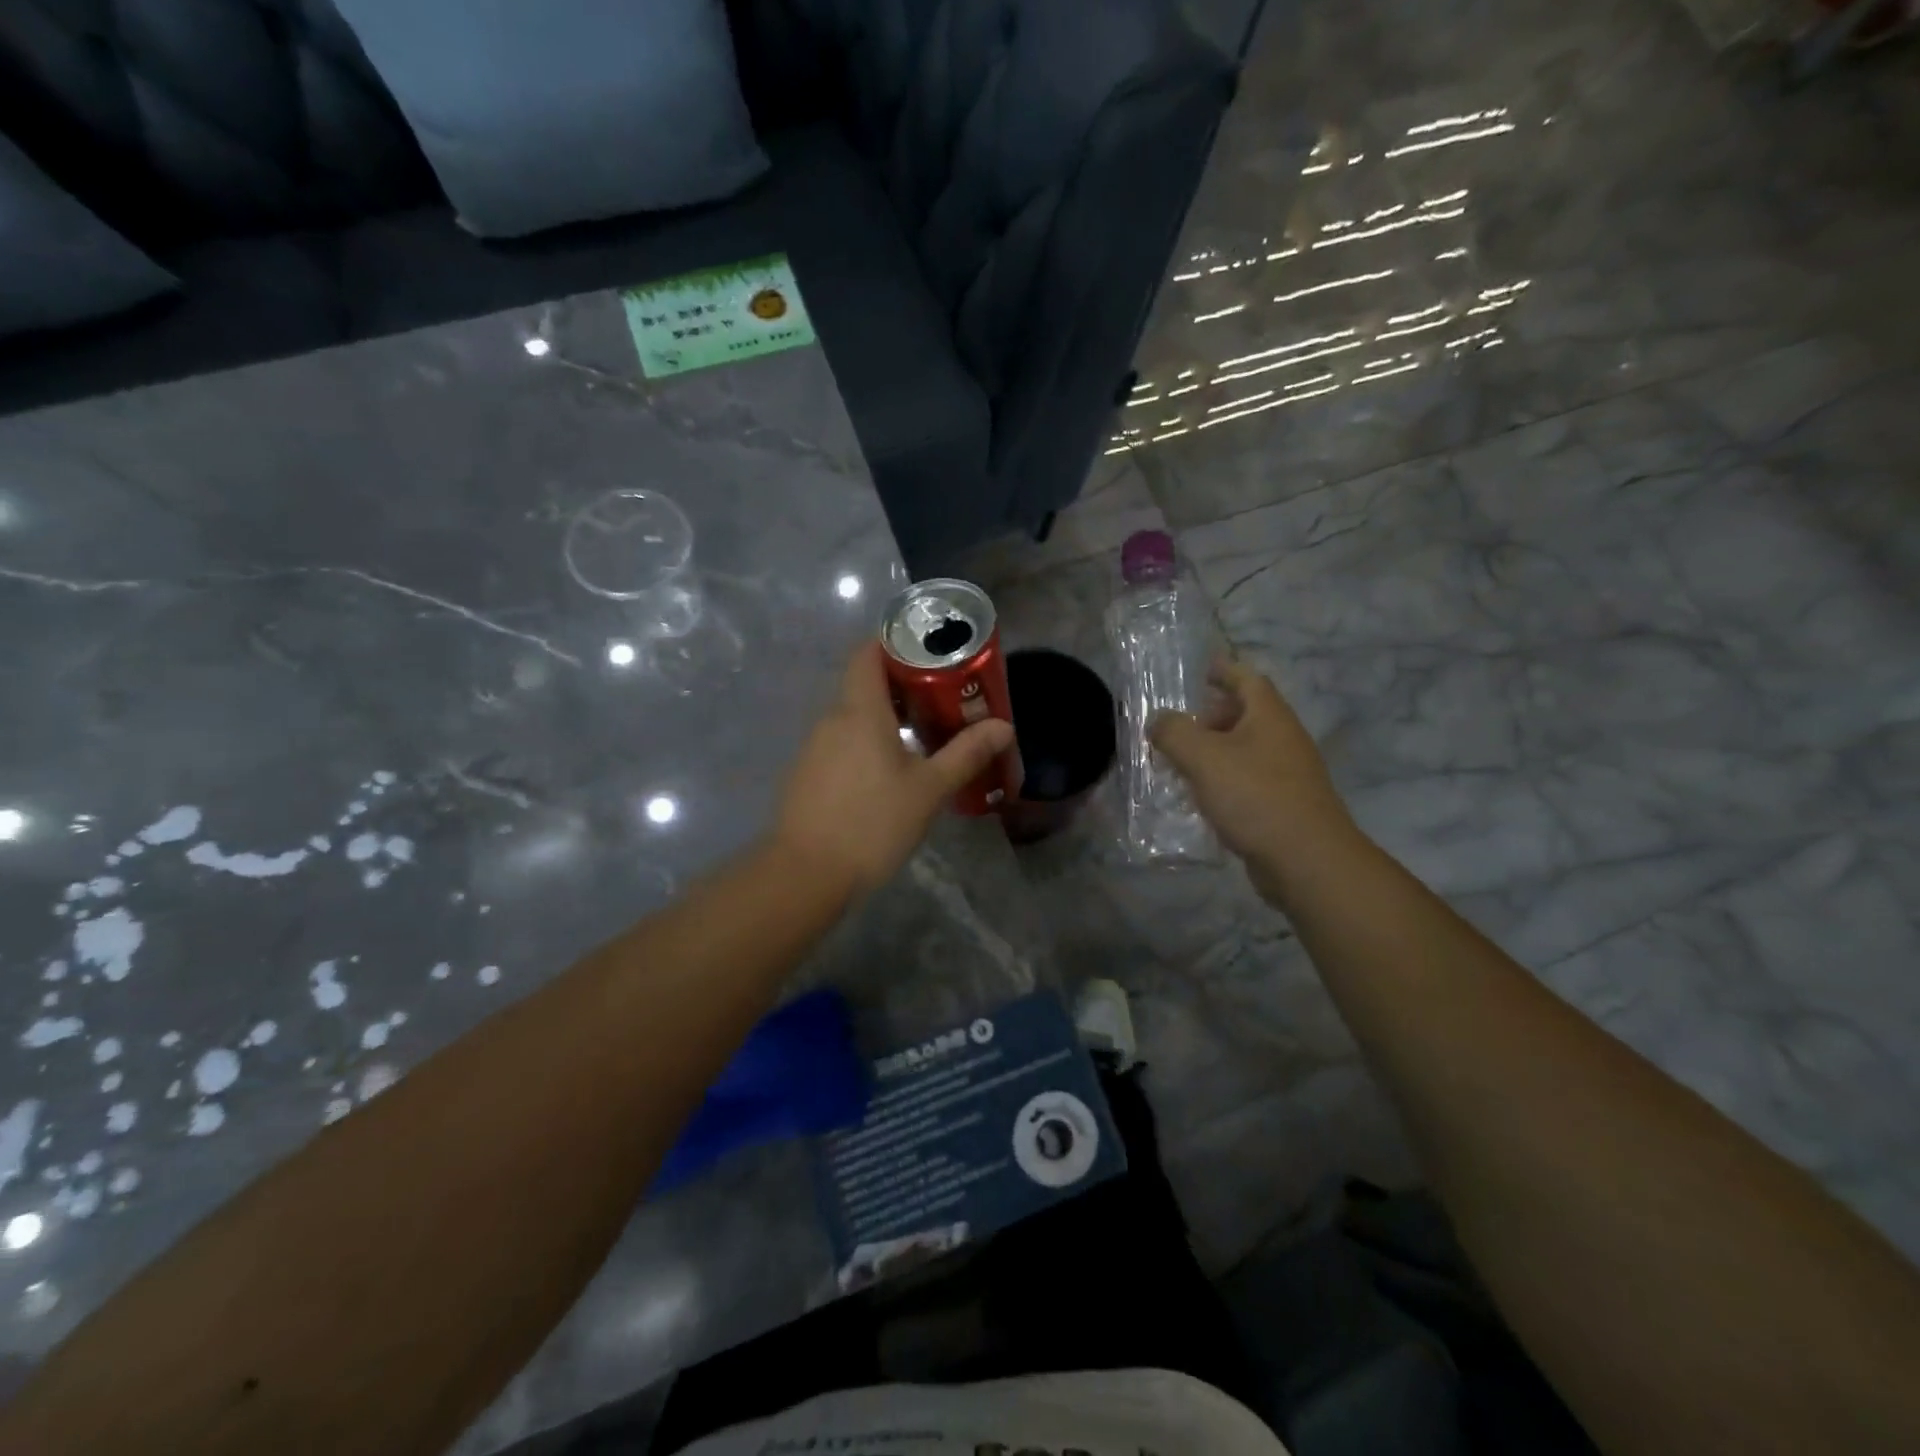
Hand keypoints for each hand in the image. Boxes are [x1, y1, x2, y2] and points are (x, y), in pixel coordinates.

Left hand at [773, 643, 1015, 896]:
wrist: (806, 874)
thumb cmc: (873, 823)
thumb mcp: (928, 789)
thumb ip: (966, 754)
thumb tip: (1003, 726)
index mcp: (860, 711)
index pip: (867, 653)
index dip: (894, 642)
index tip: (928, 652)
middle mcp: (832, 719)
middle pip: (864, 684)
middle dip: (902, 685)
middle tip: (942, 699)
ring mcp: (814, 747)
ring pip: (853, 717)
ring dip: (885, 718)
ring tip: (923, 736)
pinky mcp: (807, 774)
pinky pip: (841, 743)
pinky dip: (866, 743)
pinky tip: (889, 772)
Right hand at [1149, 659, 1357, 899]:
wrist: (1307, 861)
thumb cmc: (1255, 797)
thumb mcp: (1204, 757)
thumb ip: (1174, 732)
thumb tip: (1158, 720)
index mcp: (1269, 716)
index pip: (1246, 678)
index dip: (1222, 670)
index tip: (1199, 669)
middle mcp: (1282, 739)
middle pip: (1244, 714)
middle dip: (1209, 717)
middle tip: (1176, 728)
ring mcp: (1286, 774)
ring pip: (1243, 751)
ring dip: (1212, 752)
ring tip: (1178, 764)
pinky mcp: (1282, 805)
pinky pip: (1246, 781)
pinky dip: (1222, 782)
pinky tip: (1199, 799)